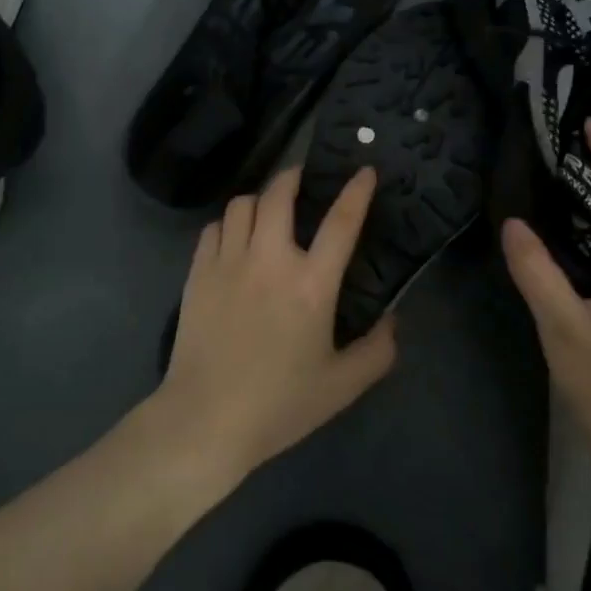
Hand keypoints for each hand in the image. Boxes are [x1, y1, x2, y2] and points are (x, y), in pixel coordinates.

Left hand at [159, 166, 396, 489]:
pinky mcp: (198, 273)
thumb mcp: (342, 387)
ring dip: (259, 200)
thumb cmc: (278, 404)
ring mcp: (228, 262)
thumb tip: (393, 320)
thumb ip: (377, 351)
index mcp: (311, 284)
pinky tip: (234, 239)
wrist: (205, 420)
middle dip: (294, 175)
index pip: (341, 222)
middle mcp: (269, 260)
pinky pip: (213, 228)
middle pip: (279, 194)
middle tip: (304, 178)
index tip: (365, 170)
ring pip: (242, 204)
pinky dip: (228, 224)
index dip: (356, 190)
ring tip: (268, 210)